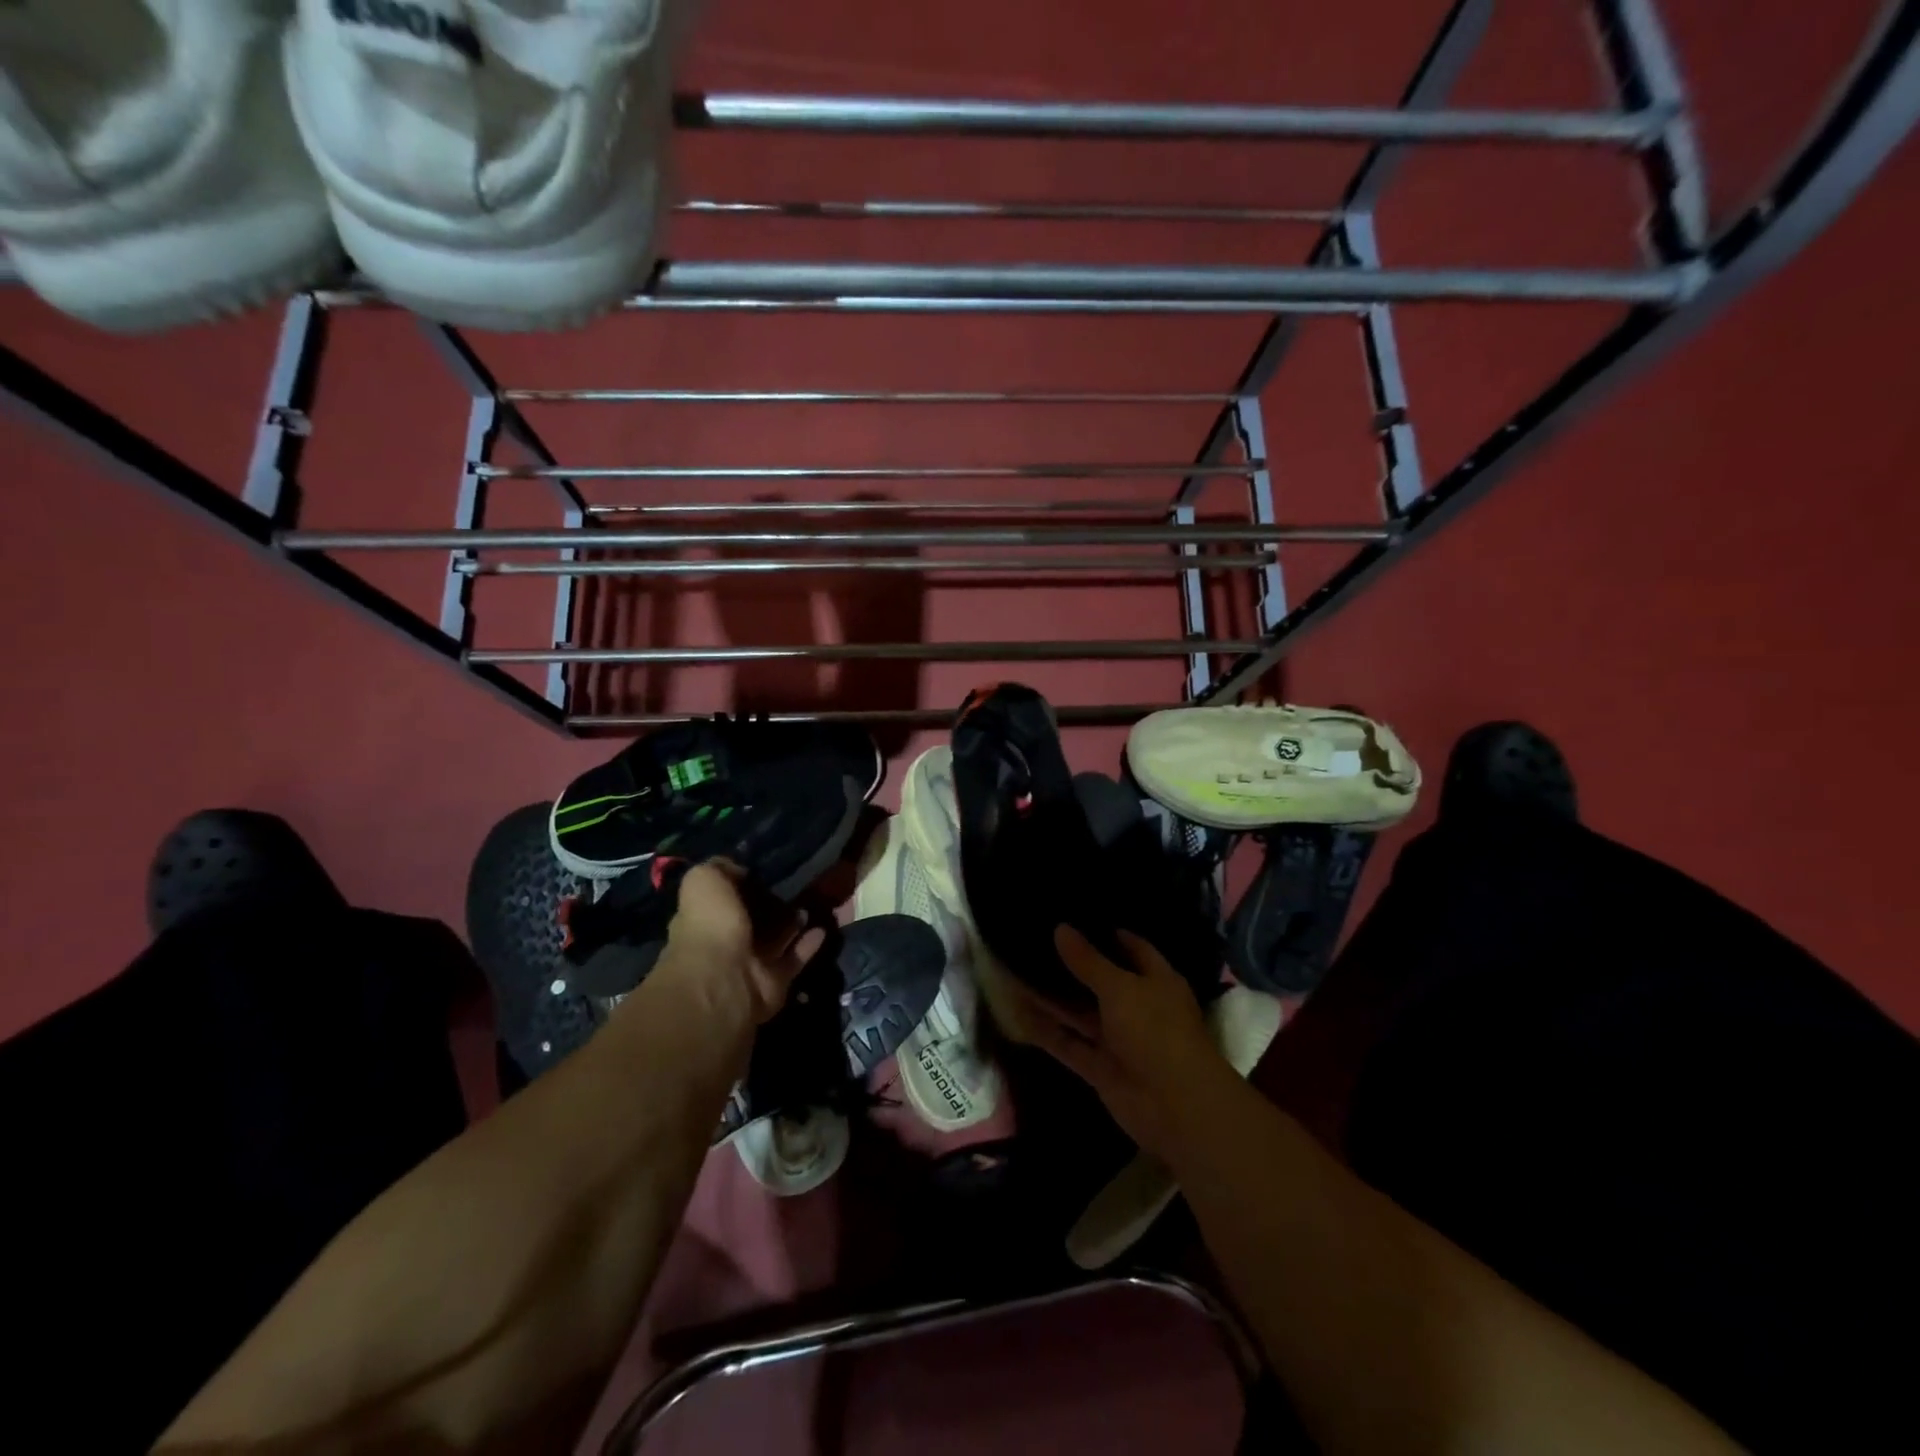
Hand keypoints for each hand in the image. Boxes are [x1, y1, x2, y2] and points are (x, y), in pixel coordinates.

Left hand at [659, 861, 824, 1024]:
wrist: (724, 980)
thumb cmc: (710, 926)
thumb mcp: (705, 881)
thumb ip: (721, 869)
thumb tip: (740, 867)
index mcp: (704, 920)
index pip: (724, 899)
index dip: (743, 884)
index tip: (767, 867)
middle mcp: (725, 944)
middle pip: (753, 920)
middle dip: (772, 904)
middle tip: (798, 883)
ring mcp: (750, 965)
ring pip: (776, 940)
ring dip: (793, 922)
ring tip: (814, 901)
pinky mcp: (774, 983)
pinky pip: (794, 959)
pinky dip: (808, 944)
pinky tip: (822, 927)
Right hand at [1019, 926, 1234, 1161]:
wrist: (1175, 1106)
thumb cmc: (1156, 1031)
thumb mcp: (1121, 988)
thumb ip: (1089, 960)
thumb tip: (1061, 928)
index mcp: (1156, 981)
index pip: (1133, 949)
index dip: (1109, 934)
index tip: (1077, 917)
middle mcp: (1137, 1007)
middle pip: (1101, 981)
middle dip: (1073, 965)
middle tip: (1036, 941)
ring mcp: (1118, 1039)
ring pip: (1080, 1013)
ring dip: (1053, 997)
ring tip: (1017, 971)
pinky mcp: (1100, 1068)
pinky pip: (1069, 1044)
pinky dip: (1047, 1031)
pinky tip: (1017, 1013)